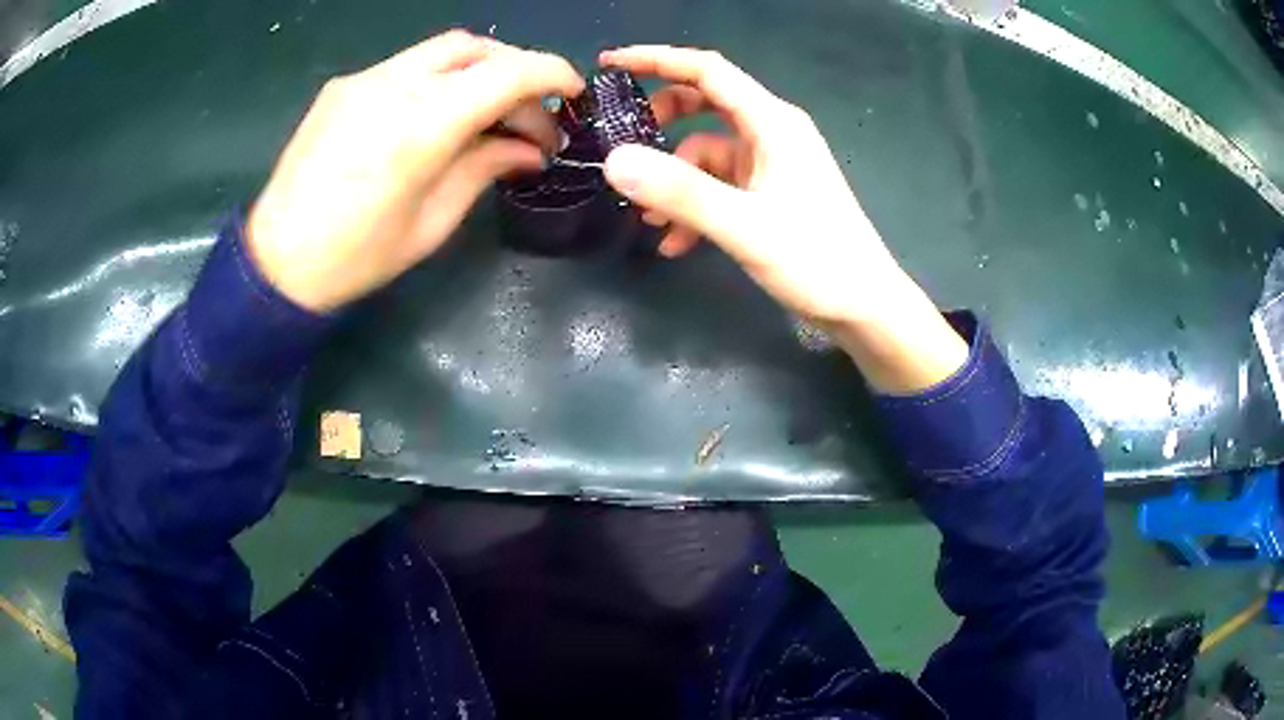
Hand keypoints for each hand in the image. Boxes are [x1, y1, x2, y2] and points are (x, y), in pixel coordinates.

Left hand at [248, 31, 583, 312]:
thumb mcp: (432, 222)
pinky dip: (438, 80)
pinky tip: (435, 116)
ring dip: (478, 70)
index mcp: (422, 126)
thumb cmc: (356, 257)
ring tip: (486, 113)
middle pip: (478, 48)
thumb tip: (528, 149)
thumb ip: (485, 169)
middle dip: (516, 70)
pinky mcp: (344, 86)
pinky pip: (406, 66)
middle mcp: (395, 85)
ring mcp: (365, 80)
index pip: (508, 73)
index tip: (572, 94)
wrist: (276, 262)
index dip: (552, 74)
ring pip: (442, 50)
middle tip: (526, 115)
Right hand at [598, 46, 967, 391]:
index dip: (656, 59)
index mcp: (772, 122)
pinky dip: (695, 206)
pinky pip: (720, 186)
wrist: (864, 307)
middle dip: (661, 122)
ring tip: (650, 221)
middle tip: (624, 143)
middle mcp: (771, 133)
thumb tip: (614, 161)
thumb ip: (680, 192)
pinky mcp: (770, 193)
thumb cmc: (817, 260)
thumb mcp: (743, 226)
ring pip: (706, 153)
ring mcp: (771, 164)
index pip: (707, 70)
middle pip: (704, 104)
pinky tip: (677, 243)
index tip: (610, 62)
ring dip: (675, 181)